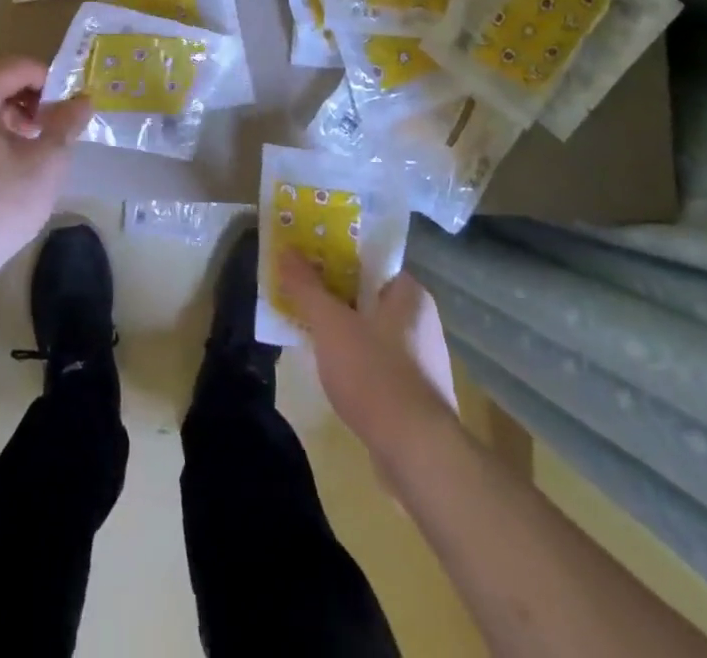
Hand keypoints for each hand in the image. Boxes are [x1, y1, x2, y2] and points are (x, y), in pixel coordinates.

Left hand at [0, 56, 88, 283]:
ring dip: (14, 111)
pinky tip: (15, 156)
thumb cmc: (1, 201)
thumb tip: (82, 100)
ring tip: (38, 139)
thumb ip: (66, 123)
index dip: (47, 78)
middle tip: (54, 119)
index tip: (67, 103)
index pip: (15, 66)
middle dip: (31, 94)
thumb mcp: (47, 161)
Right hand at [279, 254, 457, 461]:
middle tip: (297, 288)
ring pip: (369, 329)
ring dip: (339, 327)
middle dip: (332, 292)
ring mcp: (420, 361)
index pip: (370, 260)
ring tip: (304, 325)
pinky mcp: (413, 395)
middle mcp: (420, 321)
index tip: (305, 255)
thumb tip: (286, 251)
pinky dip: (351, 359)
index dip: (335, 254)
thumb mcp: (330, 324)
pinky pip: (374, 361)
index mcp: (410, 294)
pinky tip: (327, 367)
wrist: (417, 455)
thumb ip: (307, 287)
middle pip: (366, 294)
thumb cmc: (375, 374)